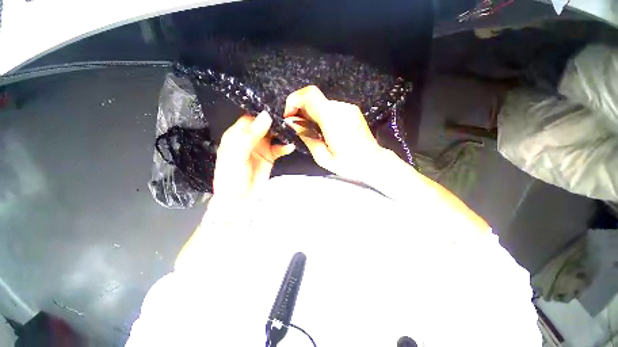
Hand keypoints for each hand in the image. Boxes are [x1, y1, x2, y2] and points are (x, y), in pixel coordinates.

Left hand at [213, 111, 294, 202]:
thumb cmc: (231, 177)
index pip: (249, 118)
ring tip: (292, 129)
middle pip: (263, 125)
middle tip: (288, 117)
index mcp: (237, 135)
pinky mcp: (270, 157)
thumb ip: (251, 135)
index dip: (261, 113)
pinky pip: (279, 148)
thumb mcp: (237, 155)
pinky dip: (285, 147)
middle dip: (275, 121)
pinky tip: (290, 146)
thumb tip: (266, 116)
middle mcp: (249, 139)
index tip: (275, 108)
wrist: (239, 200)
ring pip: (273, 135)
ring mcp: (261, 148)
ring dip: (282, 132)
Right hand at [283, 85, 384, 178]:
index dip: (294, 101)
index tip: (289, 117)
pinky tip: (324, 131)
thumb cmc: (348, 164)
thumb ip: (306, 136)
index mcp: (332, 119)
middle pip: (313, 98)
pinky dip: (321, 115)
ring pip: (320, 103)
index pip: (308, 95)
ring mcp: (348, 107)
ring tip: (313, 133)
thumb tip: (292, 122)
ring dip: (311, 114)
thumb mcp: (322, 156)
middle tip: (299, 129)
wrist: (374, 161)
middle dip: (300, 110)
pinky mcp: (351, 110)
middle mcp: (340, 108)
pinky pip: (330, 108)